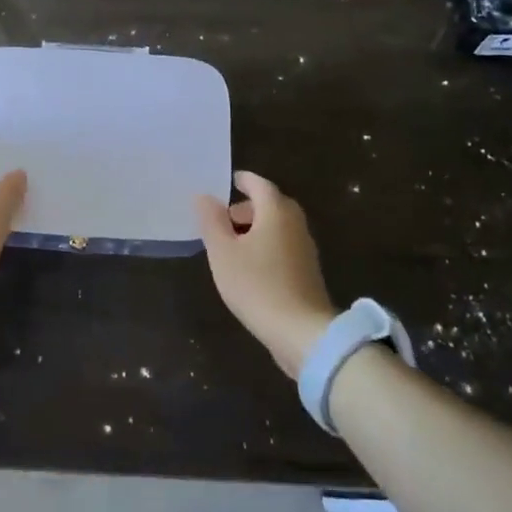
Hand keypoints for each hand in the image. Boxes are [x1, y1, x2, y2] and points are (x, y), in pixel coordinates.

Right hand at [195, 171, 338, 377]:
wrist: (302, 331)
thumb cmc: (257, 285)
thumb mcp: (223, 252)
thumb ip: (212, 221)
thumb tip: (204, 196)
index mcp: (276, 211)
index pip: (259, 184)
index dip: (243, 180)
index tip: (229, 181)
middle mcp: (295, 223)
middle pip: (271, 204)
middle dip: (248, 206)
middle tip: (225, 217)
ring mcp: (305, 248)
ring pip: (278, 226)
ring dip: (257, 227)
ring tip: (232, 244)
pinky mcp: (307, 271)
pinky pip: (283, 245)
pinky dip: (266, 245)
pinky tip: (250, 266)